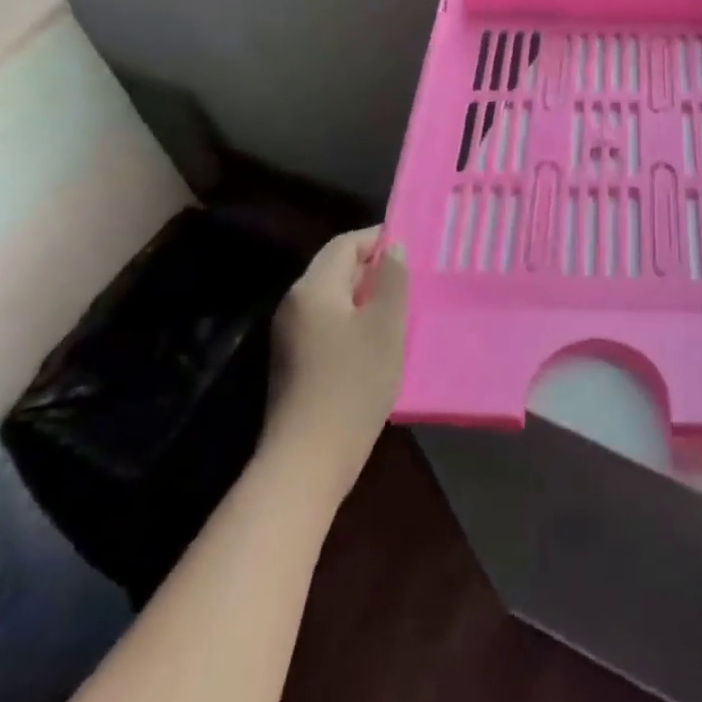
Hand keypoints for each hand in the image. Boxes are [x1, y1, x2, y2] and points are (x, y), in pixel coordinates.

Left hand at [267, 228, 408, 491]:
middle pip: (336, 268)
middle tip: (411, 279)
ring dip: (365, 297)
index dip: (378, 239)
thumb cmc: (353, 384)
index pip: (346, 243)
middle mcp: (295, 303)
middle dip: (373, 269)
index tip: (411, 247)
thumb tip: (392, 248)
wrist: (307, 462)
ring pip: (333, 298)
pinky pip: (327, 323)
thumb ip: (392, 279)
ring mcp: (289, 335)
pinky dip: (353, 321)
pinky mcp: (293, 363)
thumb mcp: (385, 325)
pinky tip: (377, 342)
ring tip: (400, 309)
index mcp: (313, 287)